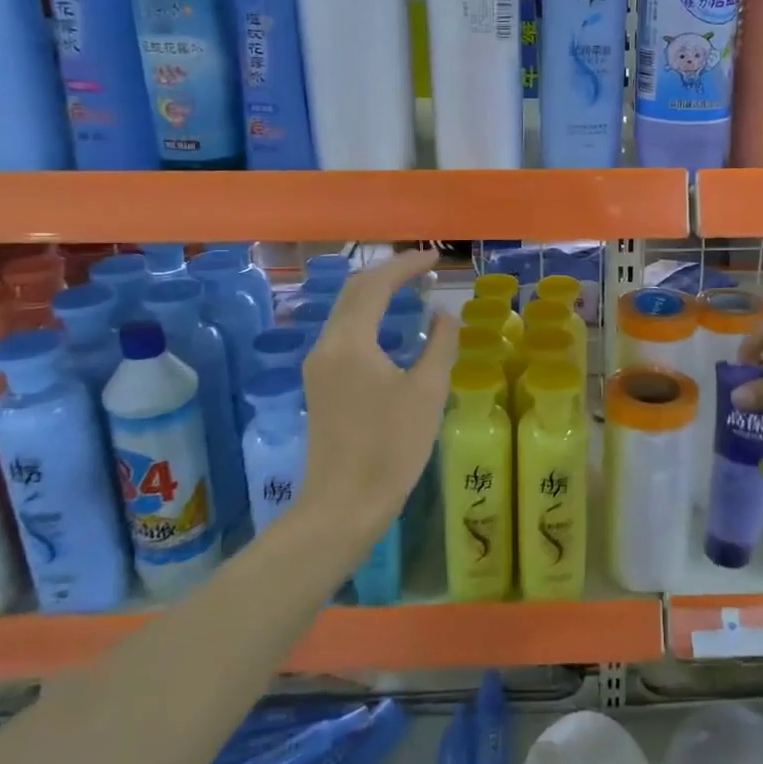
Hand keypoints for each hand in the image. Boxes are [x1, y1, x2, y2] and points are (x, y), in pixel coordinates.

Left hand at [296, 250, 457, 545]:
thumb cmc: (391, 448)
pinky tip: (392, 327)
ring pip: (346, 311)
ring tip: (412, 289)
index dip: (406, 265)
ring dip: (376, 293)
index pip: (376, 285)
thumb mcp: (427, 392)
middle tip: (424, 268)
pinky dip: (369, 317)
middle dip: (389, 273)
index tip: (436, 258)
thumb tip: (443, 314)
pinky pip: (344, 333)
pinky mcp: (320, 384)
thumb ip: (440, 344)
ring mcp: (318, 365)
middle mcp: (326, 345)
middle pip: (354, 291)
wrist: (344, 505)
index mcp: (350, 342)